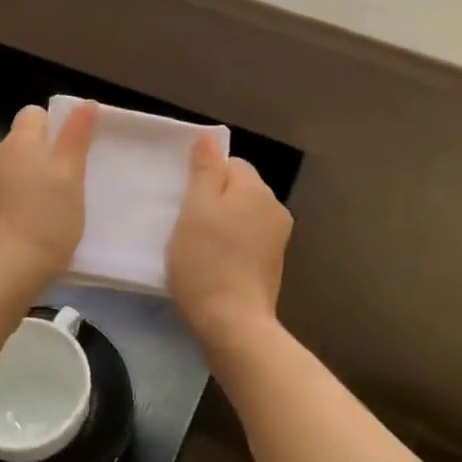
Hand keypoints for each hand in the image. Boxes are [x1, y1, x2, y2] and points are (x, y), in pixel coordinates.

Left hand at [0, 102, 97, 292]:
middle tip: (71, 181)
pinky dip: (19, 203)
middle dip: (45, 156)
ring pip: (13, 171)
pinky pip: (4, 195)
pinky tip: (35, 226)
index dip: (55, 125)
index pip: (33, 114)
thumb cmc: (46, 219)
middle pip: (23, 143)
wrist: (6, 271)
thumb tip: (84, 103)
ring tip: (55, 207)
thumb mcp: (71, 176)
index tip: (74, 149)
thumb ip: (76, 137)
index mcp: (17, 143)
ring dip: (31, 181)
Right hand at [167, 135, 291, 347]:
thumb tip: (210, 138)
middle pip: (238, 189)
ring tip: (197, 245)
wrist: (233, 324)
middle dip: (213, 200)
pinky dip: (230, 245)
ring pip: (241, 215)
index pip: (230, 163)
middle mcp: (275, 209)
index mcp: (257, 190)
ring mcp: (277, 239)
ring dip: (221, 223)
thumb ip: (204, 170)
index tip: (184, 200)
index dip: (204, 177)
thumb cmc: (206, 261)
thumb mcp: (195, 209)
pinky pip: (246, 239)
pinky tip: (212, 263)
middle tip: (186, 224)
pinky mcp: (272, 265)